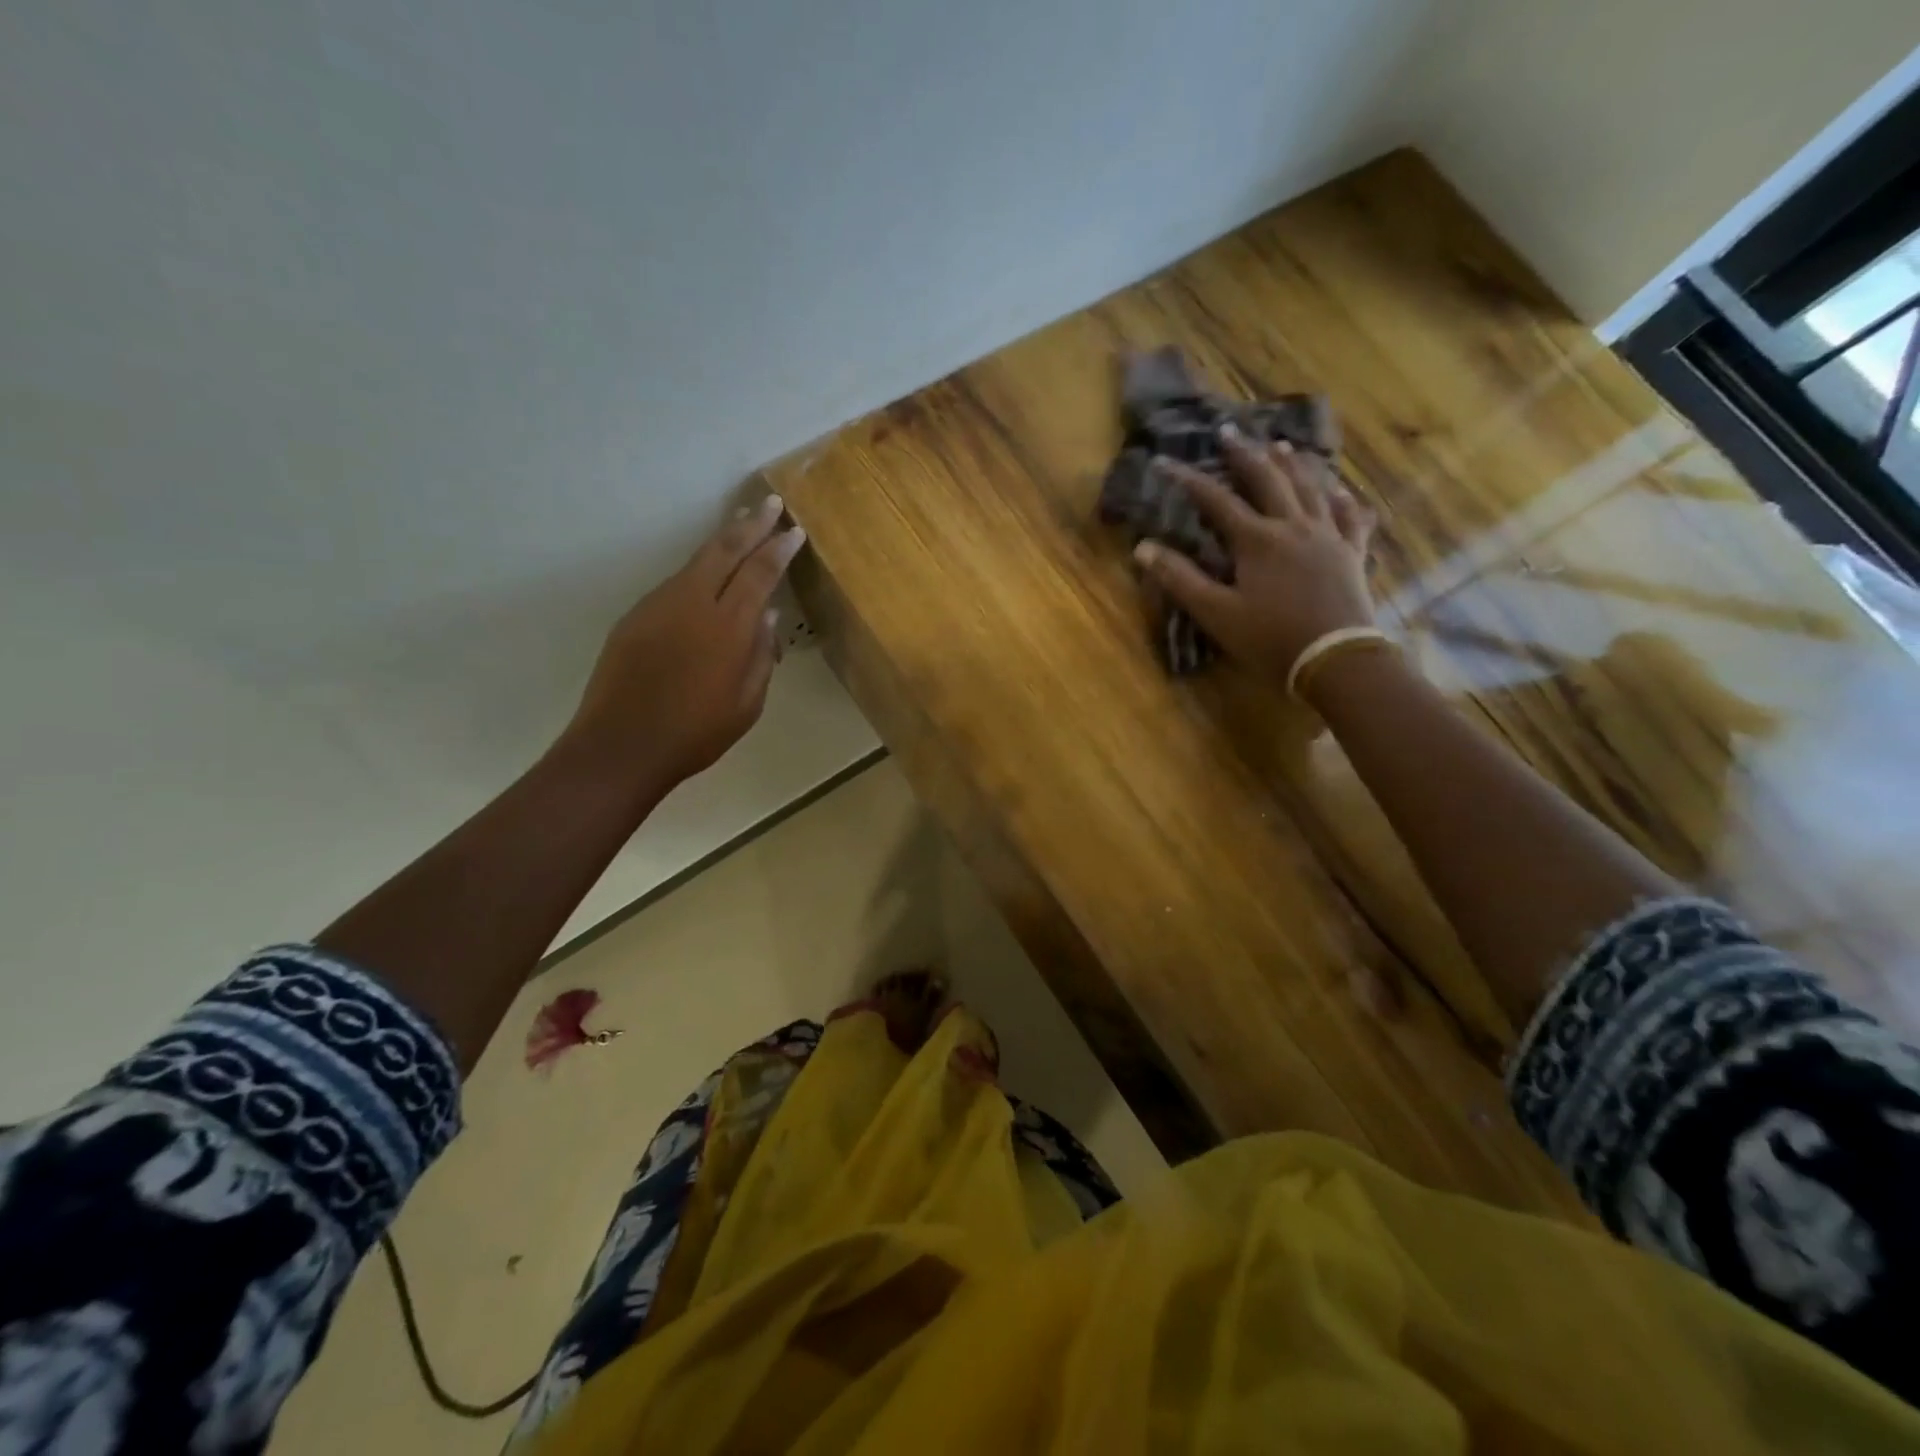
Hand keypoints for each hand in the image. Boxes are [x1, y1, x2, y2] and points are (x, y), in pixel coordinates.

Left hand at [565, 495, 806, 792]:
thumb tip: (767, 616)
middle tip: (769, 504)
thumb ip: (761, 656)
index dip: (779, 549)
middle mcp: (694, 603)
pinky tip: (708, 576)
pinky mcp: (637, 615)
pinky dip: (698, 570)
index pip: (760, 573)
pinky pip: (676, 583)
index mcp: (729, 627)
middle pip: (725, 549)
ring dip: (723, 542)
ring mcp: (660, 605)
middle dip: (751, 524)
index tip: (794, 530)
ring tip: (742, 528)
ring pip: (697, 561)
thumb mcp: (748, 704)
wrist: (622, 745)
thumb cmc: (696, 732)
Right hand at [1133, 425, 1376, 680]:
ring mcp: (1328, 536)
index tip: (1164, 461)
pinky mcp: (1352, 552)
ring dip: (1292, 464)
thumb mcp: (1216, 613)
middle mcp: (1293, 526)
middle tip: (1228, 432)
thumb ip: (1180, 578)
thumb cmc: (1270, 638)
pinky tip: (1339, 488)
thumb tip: (1143, 547)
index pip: (1215, 500)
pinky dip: (1343, 497)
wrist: (1335, 659)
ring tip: (1280, 445)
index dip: (1187, 479)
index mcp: (1257, 540)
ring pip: (1310, 488)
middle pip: (1267, 480)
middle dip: (1244, 454)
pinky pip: (1351, 515)